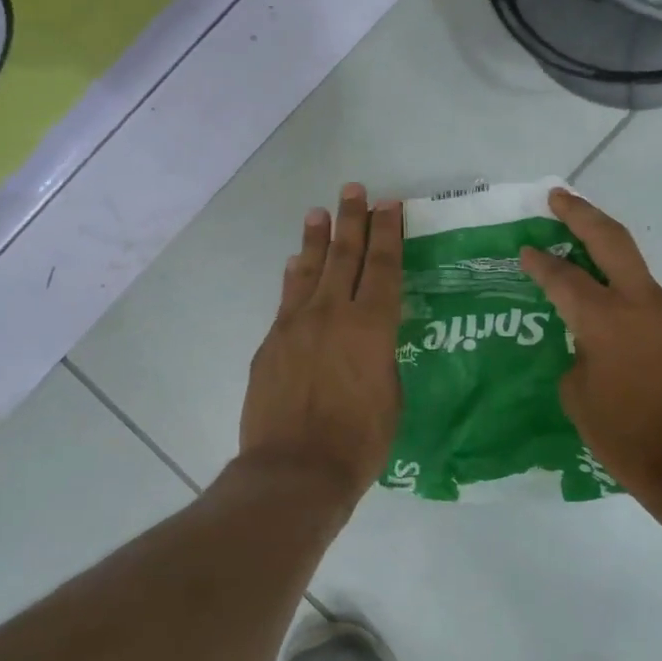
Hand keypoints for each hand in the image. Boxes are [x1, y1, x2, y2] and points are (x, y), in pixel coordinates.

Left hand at [239, 184, 403, 505]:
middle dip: (352, 220)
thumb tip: (371, 338)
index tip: (389, 204)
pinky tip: (295, 263)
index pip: (382, 266)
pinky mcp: (271, 342)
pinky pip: (286, 298)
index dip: (388, 232)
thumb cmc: (358, 442)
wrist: (294, 469)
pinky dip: (294, 276)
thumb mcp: (391, 396)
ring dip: (317, 239)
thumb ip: (382, 356)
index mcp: (372, 327)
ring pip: (309, 269)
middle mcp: (333, 314)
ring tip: (319, 212)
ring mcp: (296, 325)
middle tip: (354, 190)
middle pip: (344, 256)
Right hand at [520, 188, 661, 507]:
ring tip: (582, 259)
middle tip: (558, 197)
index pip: (564, 277)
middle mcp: (643, 304)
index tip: (524, 248)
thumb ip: (579, 353)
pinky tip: (613, 319)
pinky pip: (651, 305)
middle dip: (581, 214)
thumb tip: (590, 343)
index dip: (540, 262)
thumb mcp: (578, 396)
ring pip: (635, 272)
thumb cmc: (625, 437)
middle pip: (611, 241)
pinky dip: (627, 300)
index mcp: (606, 320)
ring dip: (608, 258)